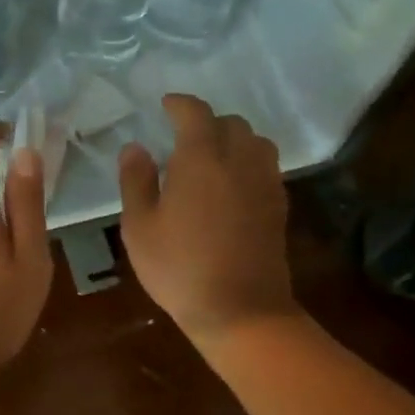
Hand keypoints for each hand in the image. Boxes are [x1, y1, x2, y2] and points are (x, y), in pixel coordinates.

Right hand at [118, 94, 296, 355]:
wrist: (241, 310)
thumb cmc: (180, 268)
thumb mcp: (140, 227)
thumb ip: (136, 181)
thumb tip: (135, 147)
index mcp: (201, 158)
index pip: (195, 113)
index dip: (179, 104)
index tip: (165, 105)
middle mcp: (238, 160)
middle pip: (231, 123)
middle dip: (207, 122)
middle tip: (183, 138)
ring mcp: (264, 182)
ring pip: (255, 141)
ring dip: (233, 139)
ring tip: (212, 157)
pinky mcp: (278, 205)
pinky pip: (265, 167)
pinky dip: (248, 162)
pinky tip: (231, 185)